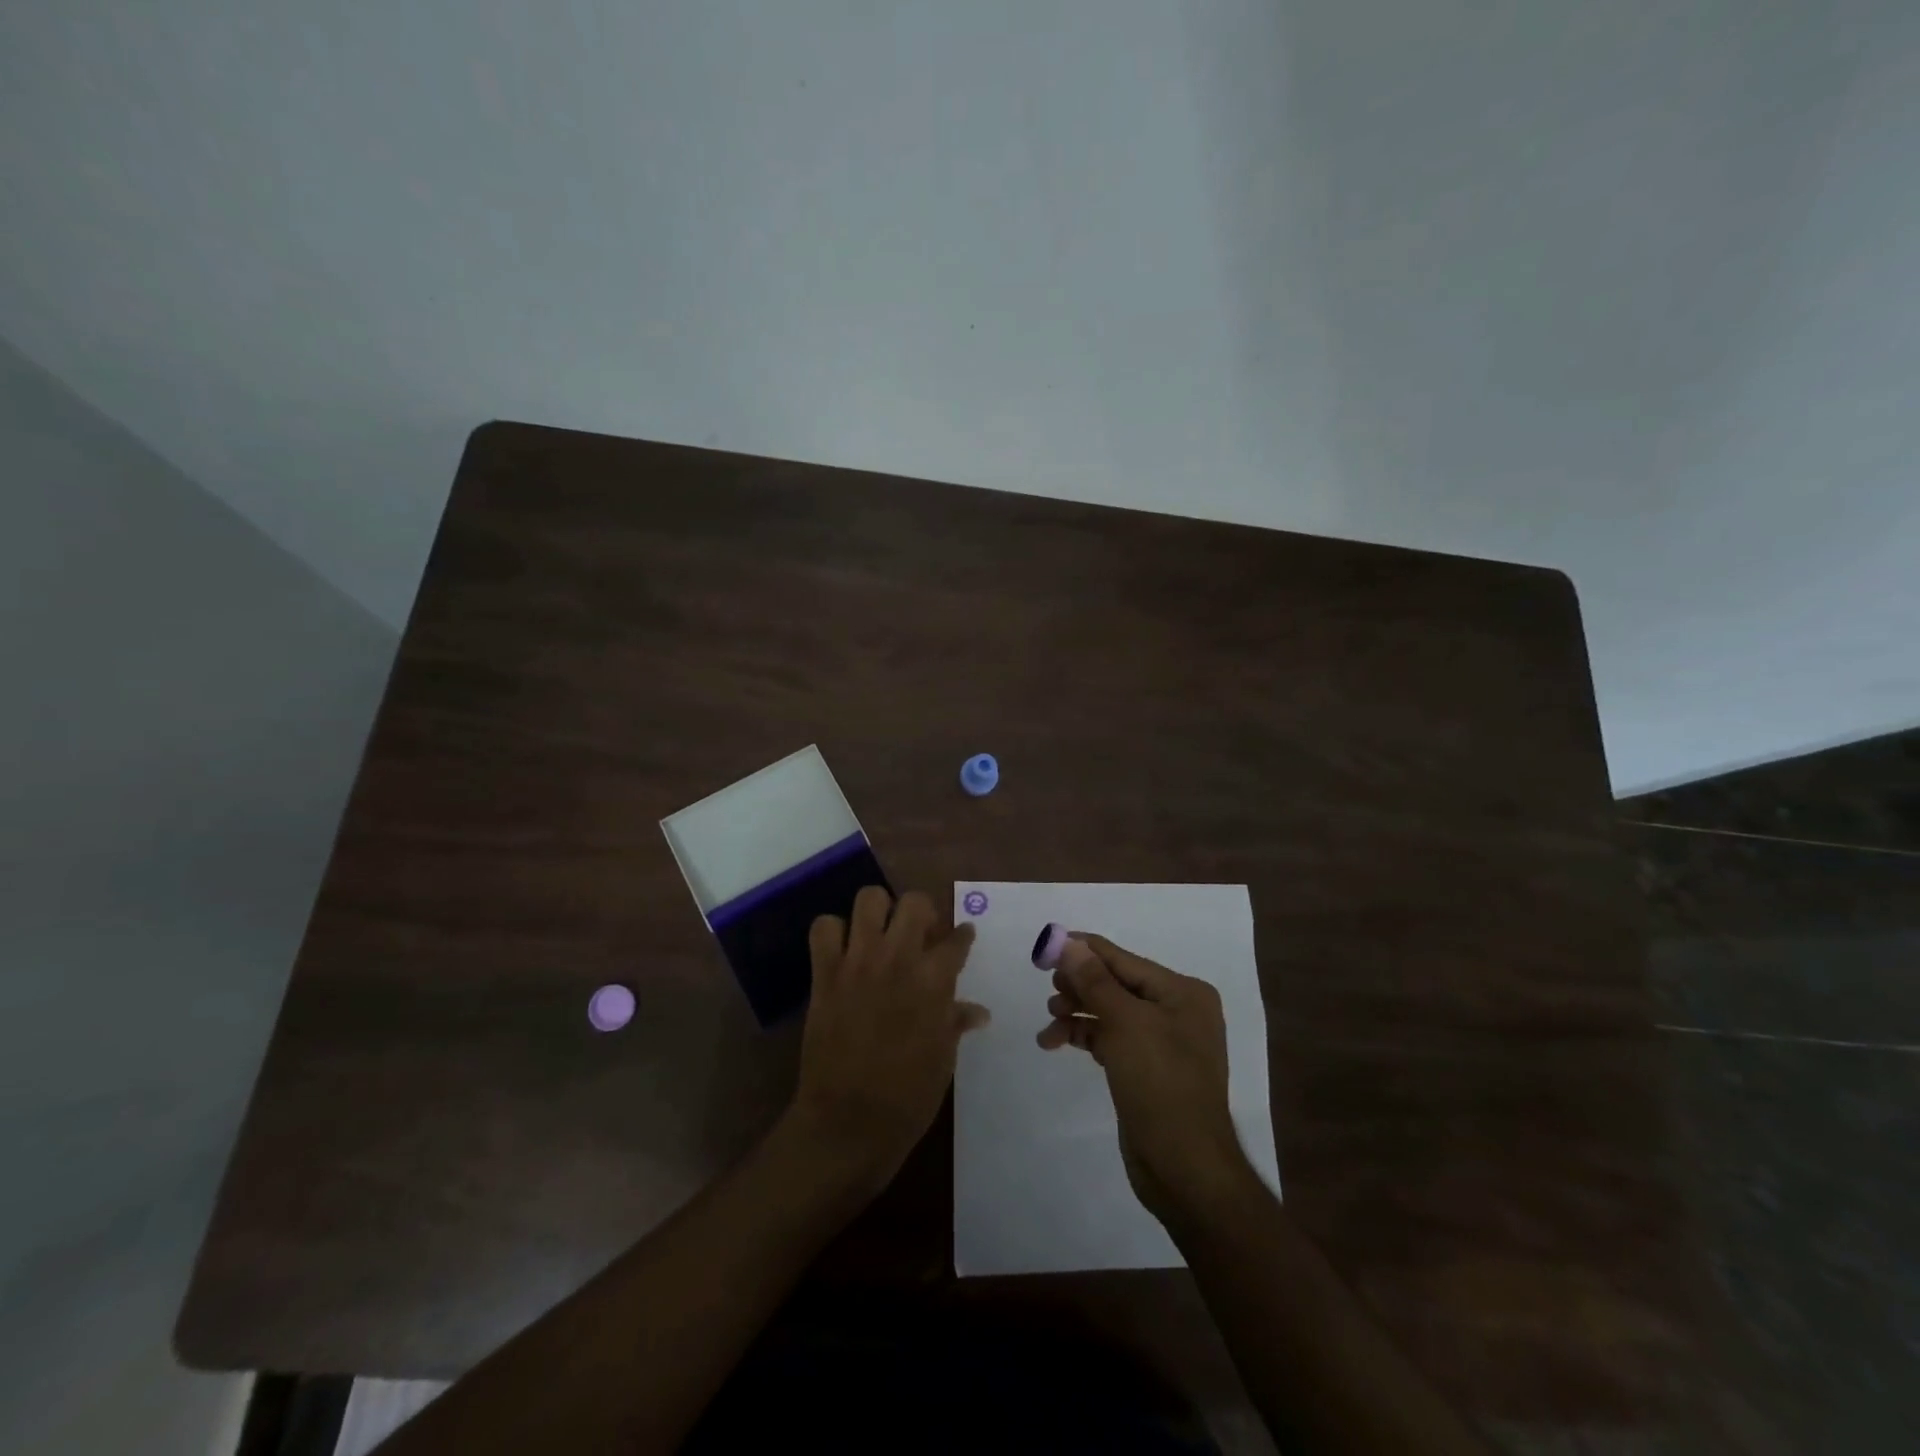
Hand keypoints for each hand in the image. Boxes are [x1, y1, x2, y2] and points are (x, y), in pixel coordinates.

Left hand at [790, 886, 987, 1194]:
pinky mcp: (825, 973)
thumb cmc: (907, 1096)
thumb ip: (956, 1022)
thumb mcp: (943, 1058)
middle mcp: (899, 959)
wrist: (848, 1122)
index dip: (963, 936)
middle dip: (922, 912)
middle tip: (920, 933)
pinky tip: (844, 949)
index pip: (957, 939)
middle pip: (915, 903)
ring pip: (869, 899)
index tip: (962, 937)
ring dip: (879, 911)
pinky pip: (824, 928)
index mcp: (935, 981)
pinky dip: (834, 931)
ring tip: (881, 932)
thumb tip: (978, 1011)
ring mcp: (858, 961)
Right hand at [1039, 934, 1252, 1225]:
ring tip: (1049, 1021)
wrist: (1185, 1168)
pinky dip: (1084, 1037)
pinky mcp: (1146, 1070)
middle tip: (1048, 990)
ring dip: (1076, 1013)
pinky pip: (1110, 1039)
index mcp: (1182, 992)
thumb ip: (1094, 980)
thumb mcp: (1125, 1024)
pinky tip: (1055, 1042)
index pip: (1124, 960)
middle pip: (1116, 984)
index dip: (1084, 951)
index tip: (1046, 945)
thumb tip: (1070, 943)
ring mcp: (1163, 1042)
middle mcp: (1176, 1011)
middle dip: (1079, 986)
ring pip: (1110, 1013)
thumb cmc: (1160, 1083)